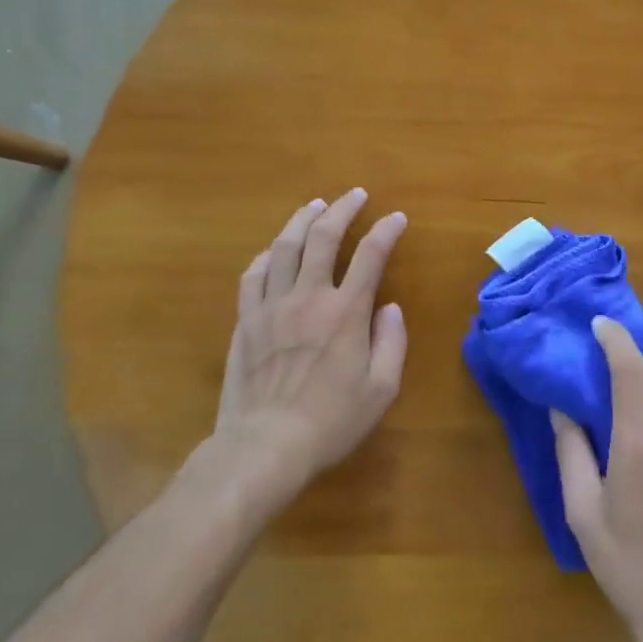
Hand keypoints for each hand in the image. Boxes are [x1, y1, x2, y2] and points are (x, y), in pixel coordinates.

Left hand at [203, 190, 407, 507]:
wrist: (264, 446)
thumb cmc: (330, 422)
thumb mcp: (380, 390)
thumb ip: (392, 343)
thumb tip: (389, 308)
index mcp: (345, 312)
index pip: (370, 255)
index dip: (386, 230)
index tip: (396, 217)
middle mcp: (308, 297)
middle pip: (323, 237)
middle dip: (343, 209)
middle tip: (354, 194)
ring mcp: (272, 306)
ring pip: (285, 247)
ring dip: (302, 220)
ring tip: (316, 206)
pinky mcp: (246, 321)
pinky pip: (253, 275)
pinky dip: (268, 255)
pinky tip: (275, 250)